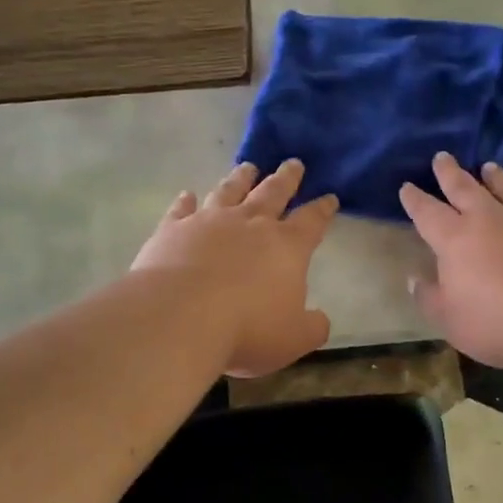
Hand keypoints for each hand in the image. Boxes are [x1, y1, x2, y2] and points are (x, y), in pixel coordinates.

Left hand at [133, 159, 338, 377]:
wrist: (180, 317)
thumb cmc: (247, 328)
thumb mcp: (293, 339)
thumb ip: (312, 327)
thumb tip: (320, 320)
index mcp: (287, 247)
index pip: (312, 222)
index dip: (323, 209)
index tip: (330, 197)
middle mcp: (250, 224)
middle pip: (273, 193)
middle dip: (286, 178)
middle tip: (293, 163)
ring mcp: (209, 222)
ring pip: (229, 191)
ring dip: (240, 178)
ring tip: (248, 167)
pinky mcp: (172, 229)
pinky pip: (181, 210)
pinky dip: (185, 201)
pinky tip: (187, 195)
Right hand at [400, 153, 502, 369]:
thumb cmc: (501, 323)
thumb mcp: (452, 321)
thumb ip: (430, 298)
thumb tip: (414, 279)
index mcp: (454, 240)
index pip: (427, 213)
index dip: (415, 200)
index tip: (406, 187)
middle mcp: (488, 219)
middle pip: (464, 188)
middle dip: (449, 173)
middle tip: (442, 156)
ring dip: (494, 176)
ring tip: (487, 166)